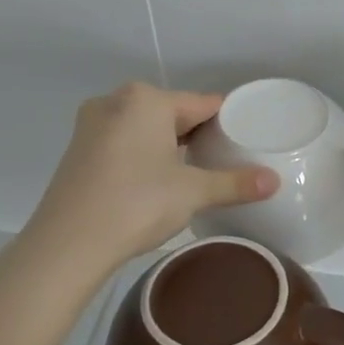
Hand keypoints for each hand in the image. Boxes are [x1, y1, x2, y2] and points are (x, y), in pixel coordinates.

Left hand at [19, 83, 278, 271]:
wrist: (67, 245)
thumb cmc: (136, 204)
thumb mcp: (193, 192)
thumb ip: (236, 183)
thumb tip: (276, 181)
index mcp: (146, 99)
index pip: (202, 104)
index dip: (228, 123)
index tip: (246, 142)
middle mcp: (116, 102)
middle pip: (173, 113)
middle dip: (198, 135)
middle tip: (225, 161)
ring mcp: (92, 125)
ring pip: (146, 128)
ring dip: (169, 146)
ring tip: (195, 173)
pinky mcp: (78, 150)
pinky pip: (124, 142)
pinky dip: (144, 155)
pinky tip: (157, 182)